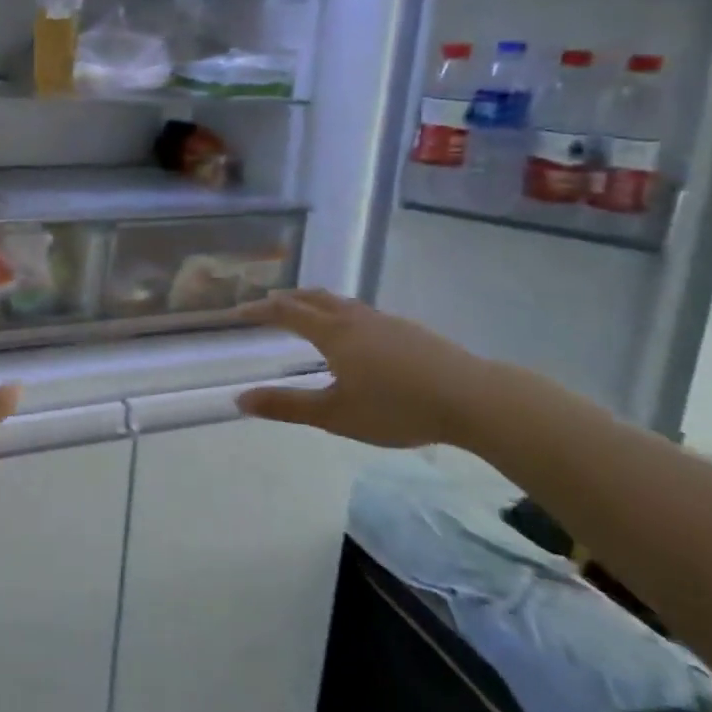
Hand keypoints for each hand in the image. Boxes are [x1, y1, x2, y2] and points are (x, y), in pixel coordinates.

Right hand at [234, 289, 491, 448]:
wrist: (472, 397)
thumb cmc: (397, 407)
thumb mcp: (335, 414)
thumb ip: (287, 406)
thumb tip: (240, 398)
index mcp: (333, 333)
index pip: (287, 312)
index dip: (260, 310)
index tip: (239, 312)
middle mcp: (355, 318)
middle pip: (314, 297)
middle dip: (287, 299)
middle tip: (269, 305)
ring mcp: (385, 321)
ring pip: (341, 302)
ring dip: (315, 303)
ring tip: (307, 313)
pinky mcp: (409, 331)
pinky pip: (362, 312)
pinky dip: (341, 314)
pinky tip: (355, 336)